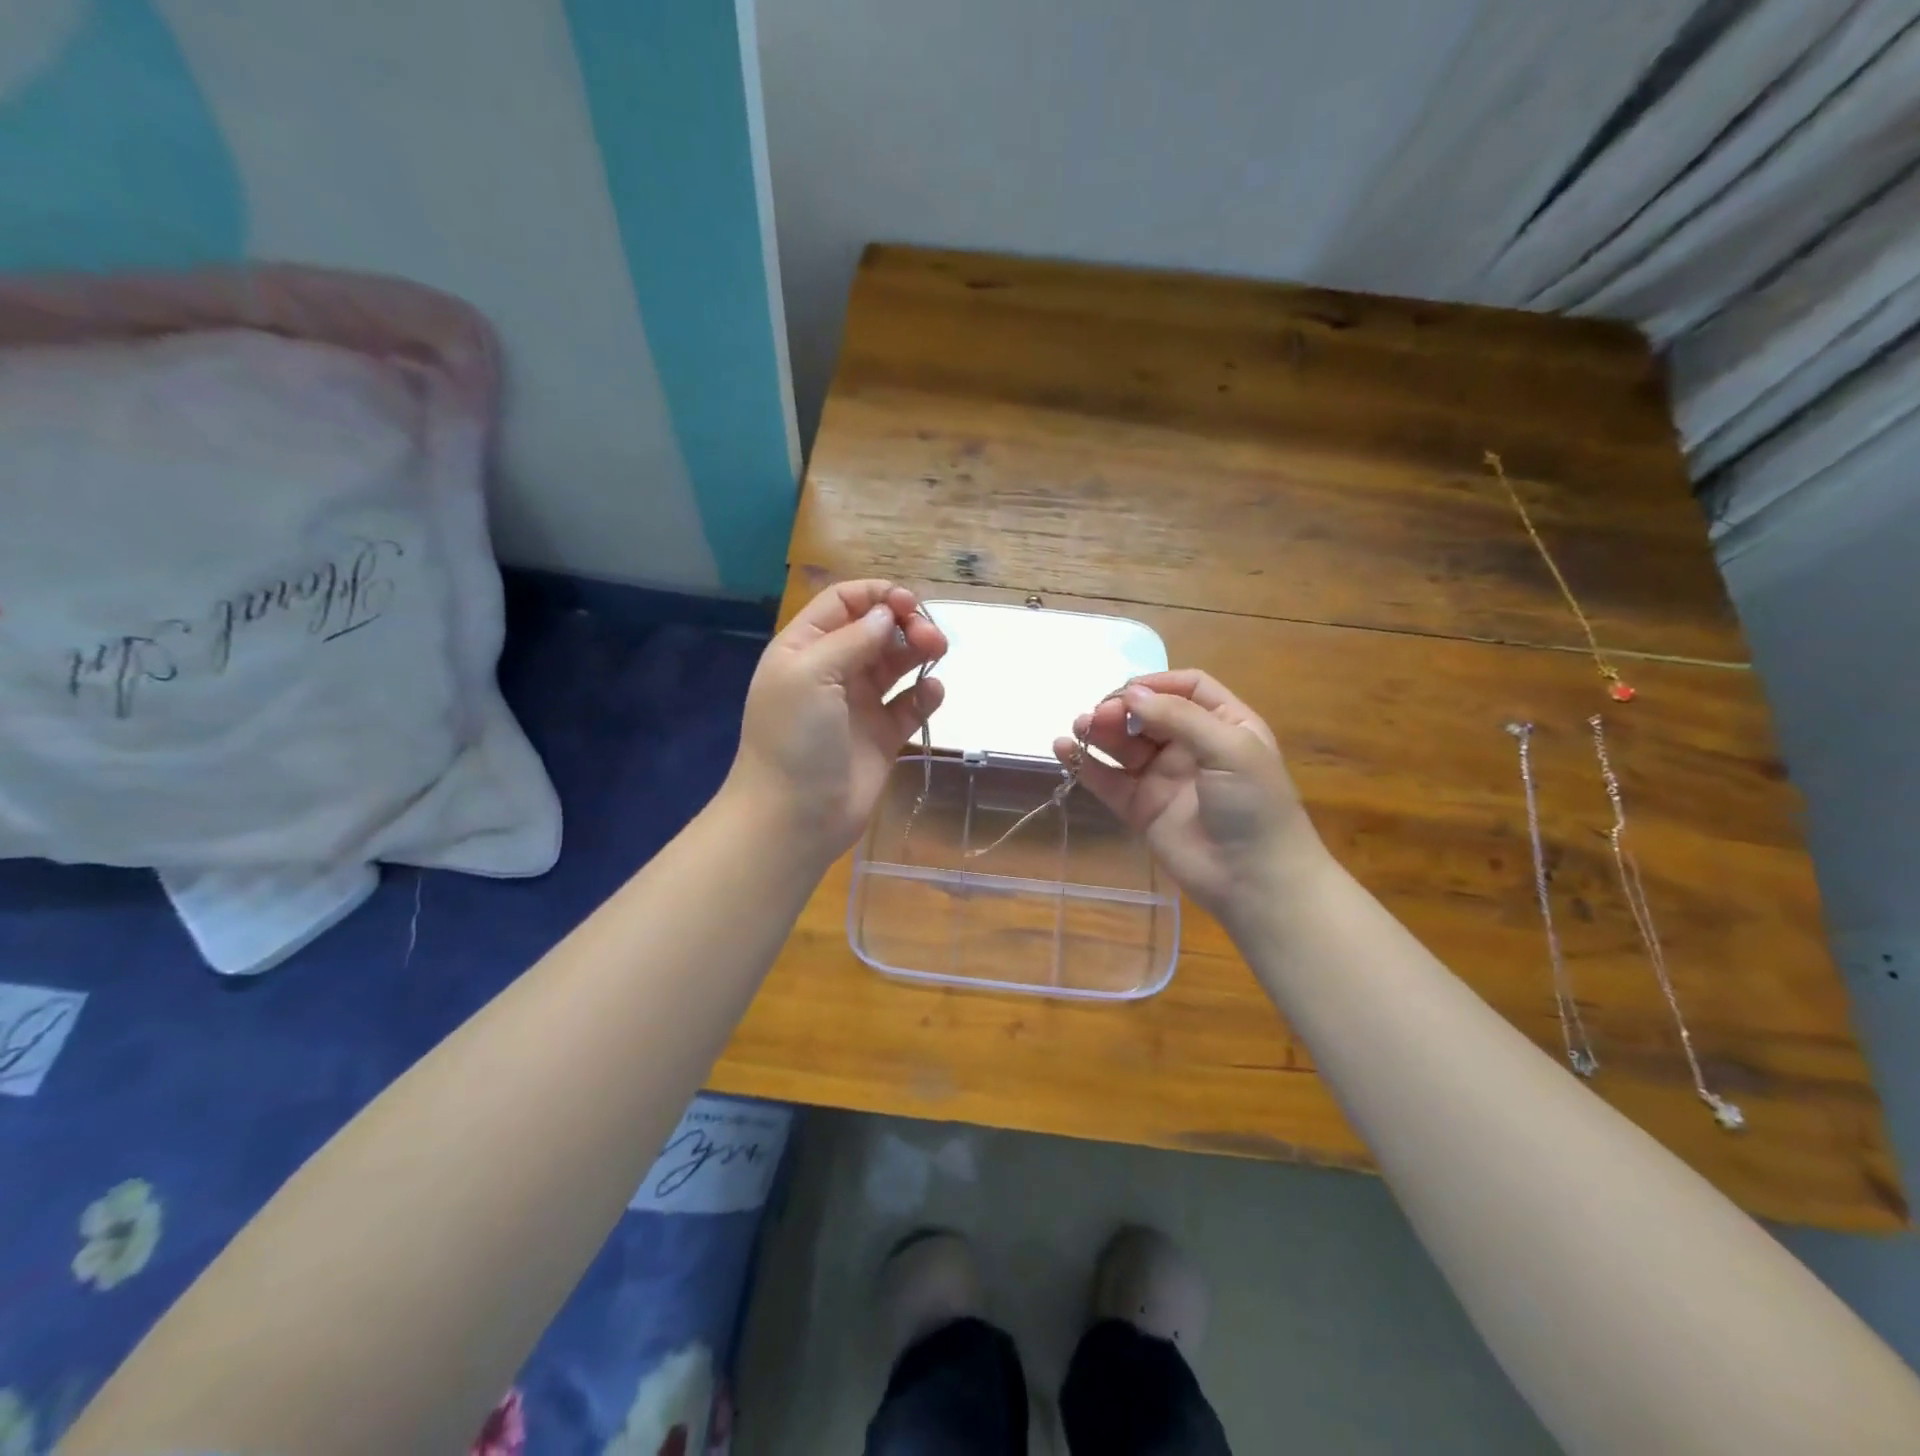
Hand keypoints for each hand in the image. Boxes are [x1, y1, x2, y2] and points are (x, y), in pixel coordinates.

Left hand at [727, 580, 945, 861]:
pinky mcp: (883, 736)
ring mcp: (859, 704)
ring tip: (938, 651)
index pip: (843, 603)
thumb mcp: (810, 674)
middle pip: (876, 629)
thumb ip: (852, 639)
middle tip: (930, 636)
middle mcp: (833, 670)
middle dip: (905, 623)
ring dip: (919, 650)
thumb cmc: (794, 738)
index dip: (877, 595)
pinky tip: (933, 691)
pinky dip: (925, 693)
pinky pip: (910, 704)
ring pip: (896, 663)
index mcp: (805, 648)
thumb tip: (887, 614)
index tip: (909, 603)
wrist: (794, 816)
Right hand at [1054, 670, 1326, 923]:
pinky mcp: (1140, 808)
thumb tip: (1131, 694)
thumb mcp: (1229, 749)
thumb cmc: (1253, 806)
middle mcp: (1192, 746)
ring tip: (1079, 727)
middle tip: (1097, 715)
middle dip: (1121, 709)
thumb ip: (1179, 717)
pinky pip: (1108, 780)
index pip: (1187, 688)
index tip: (1126, 691)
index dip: (1156, 684)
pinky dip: (1085, 764)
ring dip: (1100, 732)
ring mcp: (1164, 778)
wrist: (1254, 880)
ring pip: (1124, 744)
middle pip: (1149, 714)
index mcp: (1224, 724)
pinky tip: (1064, 750)